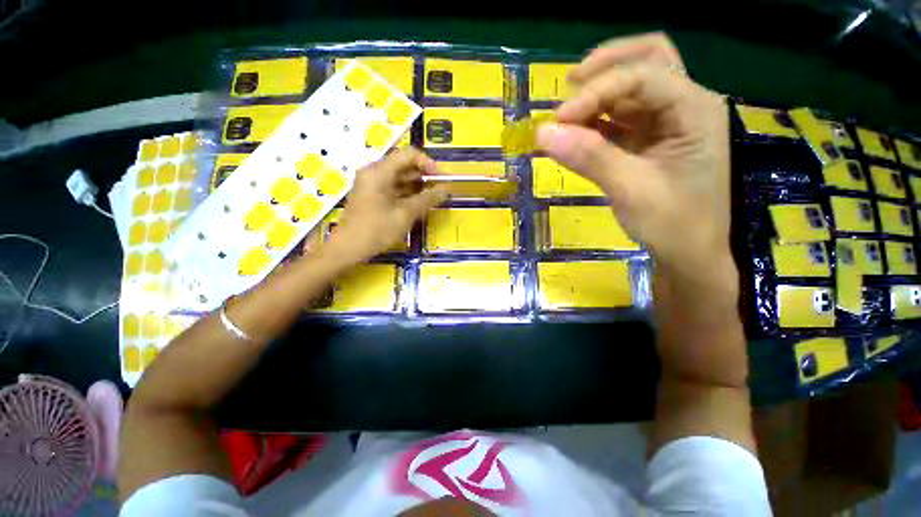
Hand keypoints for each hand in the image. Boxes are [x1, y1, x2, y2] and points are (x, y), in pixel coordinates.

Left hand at [330, 148, 447, 263]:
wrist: (348, 248)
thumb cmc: (377, 230)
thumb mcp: (405, 214)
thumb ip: (427, 199)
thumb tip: (446, 190)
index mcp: (380, 171)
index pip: (409, 154)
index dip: (428, 163)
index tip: (441, 178)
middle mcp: (374, 172)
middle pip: (403, 164)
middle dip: (424, 175)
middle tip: (440, 189)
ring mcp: (371, 183)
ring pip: (399, 177)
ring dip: (416, 185)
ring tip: (432, 198)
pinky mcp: (371, 195)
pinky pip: (392, 187)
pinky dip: (406, 193)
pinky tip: (418, 204)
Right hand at [537, 33, 730, 276]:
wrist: (689, 255)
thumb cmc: (673, 224)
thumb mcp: (630, 190)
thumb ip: (589, 157)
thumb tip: (542, 133)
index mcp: (694, 110)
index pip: (644, 75)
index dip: (597, 91)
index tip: (559, 119)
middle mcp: (685, 106)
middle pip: (648, 62)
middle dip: (607, 68)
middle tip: (569, 85)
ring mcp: (668, 124)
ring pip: (632, 89)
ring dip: (598, 96)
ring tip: (566, 116)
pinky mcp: (650, 142)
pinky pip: (622, 119)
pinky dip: (597, 121)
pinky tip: (577, 134)